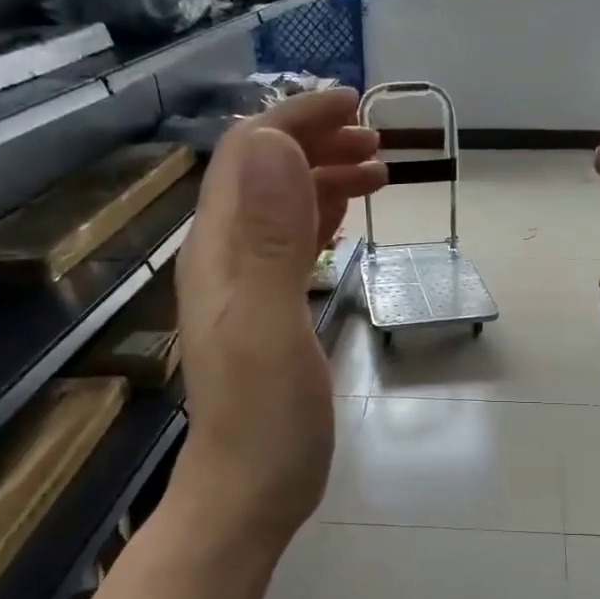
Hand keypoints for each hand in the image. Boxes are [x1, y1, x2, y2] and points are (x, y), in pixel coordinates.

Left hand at [169, 88, 385, 548]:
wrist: (249, 491)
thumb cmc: (266, 420)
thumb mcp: (270, 326)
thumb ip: (271, 239)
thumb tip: (278, 144)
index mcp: (220, 251)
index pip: (248, 154)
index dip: (297, 119)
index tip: (357, 108)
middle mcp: (224, 258)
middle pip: (262, 173)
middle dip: (316, 142)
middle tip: (379, 144)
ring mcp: (244, 286)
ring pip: (279, 206)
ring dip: (323, 177)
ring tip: (378, 172)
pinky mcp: (266, 311)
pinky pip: (289, 244)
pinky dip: (320, 216)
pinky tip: (345, 218)